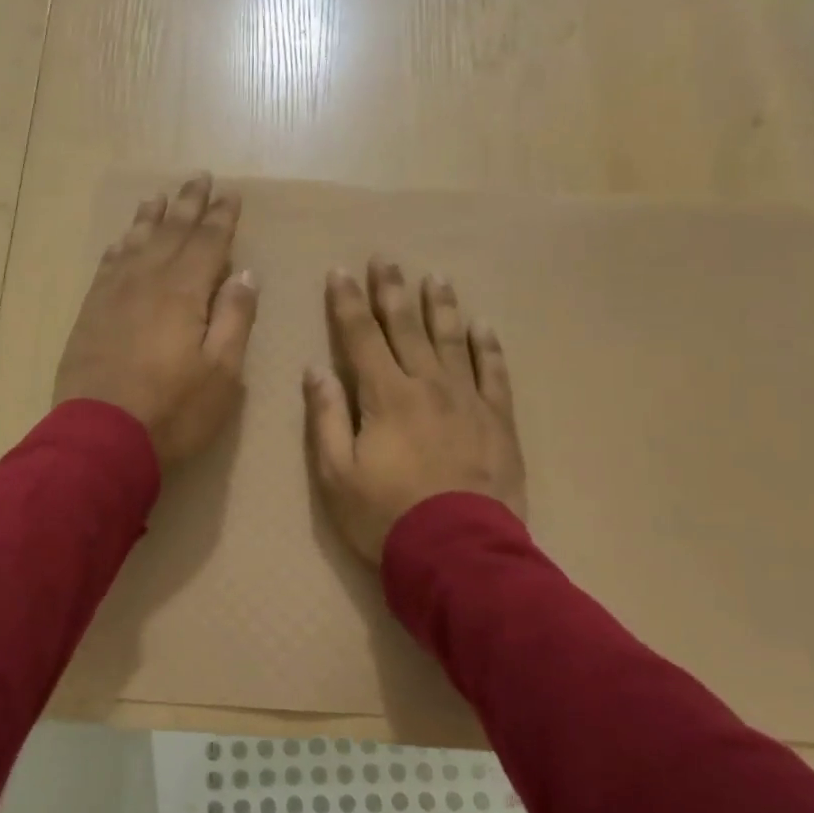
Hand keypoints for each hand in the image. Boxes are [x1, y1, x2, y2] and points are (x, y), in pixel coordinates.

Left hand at [55, 173, 257, 464]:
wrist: (100, 437)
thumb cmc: (173, 410)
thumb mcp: (222, 372)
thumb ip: (235, 318)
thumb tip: (244, 273)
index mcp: (184, 292)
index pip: (208, 242)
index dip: (222, 217)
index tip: (231, 194)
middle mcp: (147, 281)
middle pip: (171, 232)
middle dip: (188, 204)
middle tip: (199, 178)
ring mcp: (113, 295)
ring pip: (135, 242)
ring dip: (150, 217)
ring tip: (160, 197)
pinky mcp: (91, 313)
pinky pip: (107, 265)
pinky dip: (119, 246)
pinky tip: (122, 240)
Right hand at [304, 258, 526, 562]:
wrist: (459, 552)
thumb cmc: (385, 516)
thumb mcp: (337, 474)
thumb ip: (326, 417)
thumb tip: (315, 370)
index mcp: (385, 396)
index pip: (361, 336)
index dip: (348, 302)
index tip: (341, 272)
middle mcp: (427, 385)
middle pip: (407, 327)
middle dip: (393, 291)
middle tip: (387, 259)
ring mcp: (468, 400)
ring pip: (452, 340)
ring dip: (441, 307)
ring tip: (435, 278)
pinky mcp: (498, 421)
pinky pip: (494, 373)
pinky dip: (488, 347)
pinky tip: (483, 326)